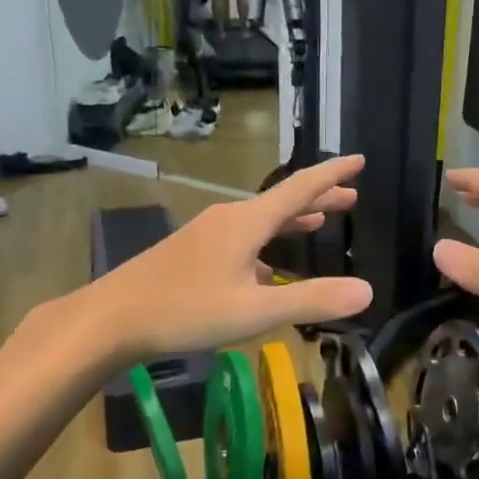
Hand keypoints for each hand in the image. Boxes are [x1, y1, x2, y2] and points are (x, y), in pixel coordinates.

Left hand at [86, 155, 372, 359]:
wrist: (111, 317)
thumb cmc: (186, 310)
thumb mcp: (255, 310)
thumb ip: (311, 300)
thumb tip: (366, 290)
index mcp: (247, 222)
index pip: (300, 188)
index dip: (333, 174)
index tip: (359, 160)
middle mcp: (229, 218)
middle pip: (282, 202)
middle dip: (318, 198)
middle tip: (351, 197)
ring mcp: (207, 234)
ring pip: (261, 220)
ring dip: (293, 220)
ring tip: (319, 222)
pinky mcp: (192, 252)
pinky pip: (242, 238)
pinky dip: (267, 243)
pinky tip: (269, 267)